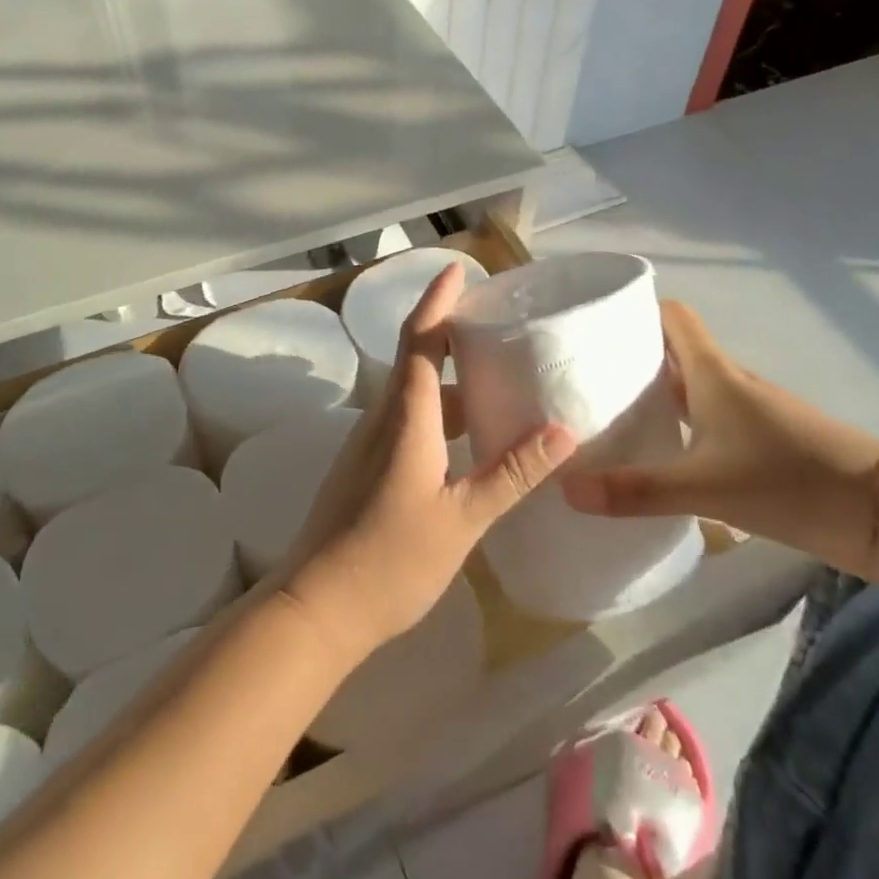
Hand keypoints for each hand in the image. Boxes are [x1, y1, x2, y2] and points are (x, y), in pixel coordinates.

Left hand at [281, 265, 575, 658]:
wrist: (315, 608)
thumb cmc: (390, 561)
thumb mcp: (462, 519)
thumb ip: (511, 473)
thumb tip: (563, 431)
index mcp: (405, 416)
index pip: (421, 338)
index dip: (438, 300)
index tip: (459, 270)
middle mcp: (383, 418)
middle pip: (416, 358)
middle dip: (451, 332)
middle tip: (497, 326)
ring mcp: (369, 444)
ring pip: (412, 394)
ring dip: (448, 378)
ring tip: (494, 379)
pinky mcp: (365, 468)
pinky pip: (405, 420)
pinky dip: (438, 412)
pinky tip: (467, 439)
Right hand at [561, 301, 878, 572]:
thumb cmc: (790, 480)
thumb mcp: (705, 487)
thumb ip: (636, 489)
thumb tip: (566, 487)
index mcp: (713, 373)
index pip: (672, 317)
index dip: (636, 309)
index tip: (595, 322)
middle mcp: (729, 383)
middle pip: (674, 352)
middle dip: (632, 355)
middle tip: (584, 373)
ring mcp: (749, 413)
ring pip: (691, 388)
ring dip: (655, 392)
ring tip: (609, 412)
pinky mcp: (763, 444)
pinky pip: (708, 420)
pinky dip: (680, 425)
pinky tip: (660, 453)